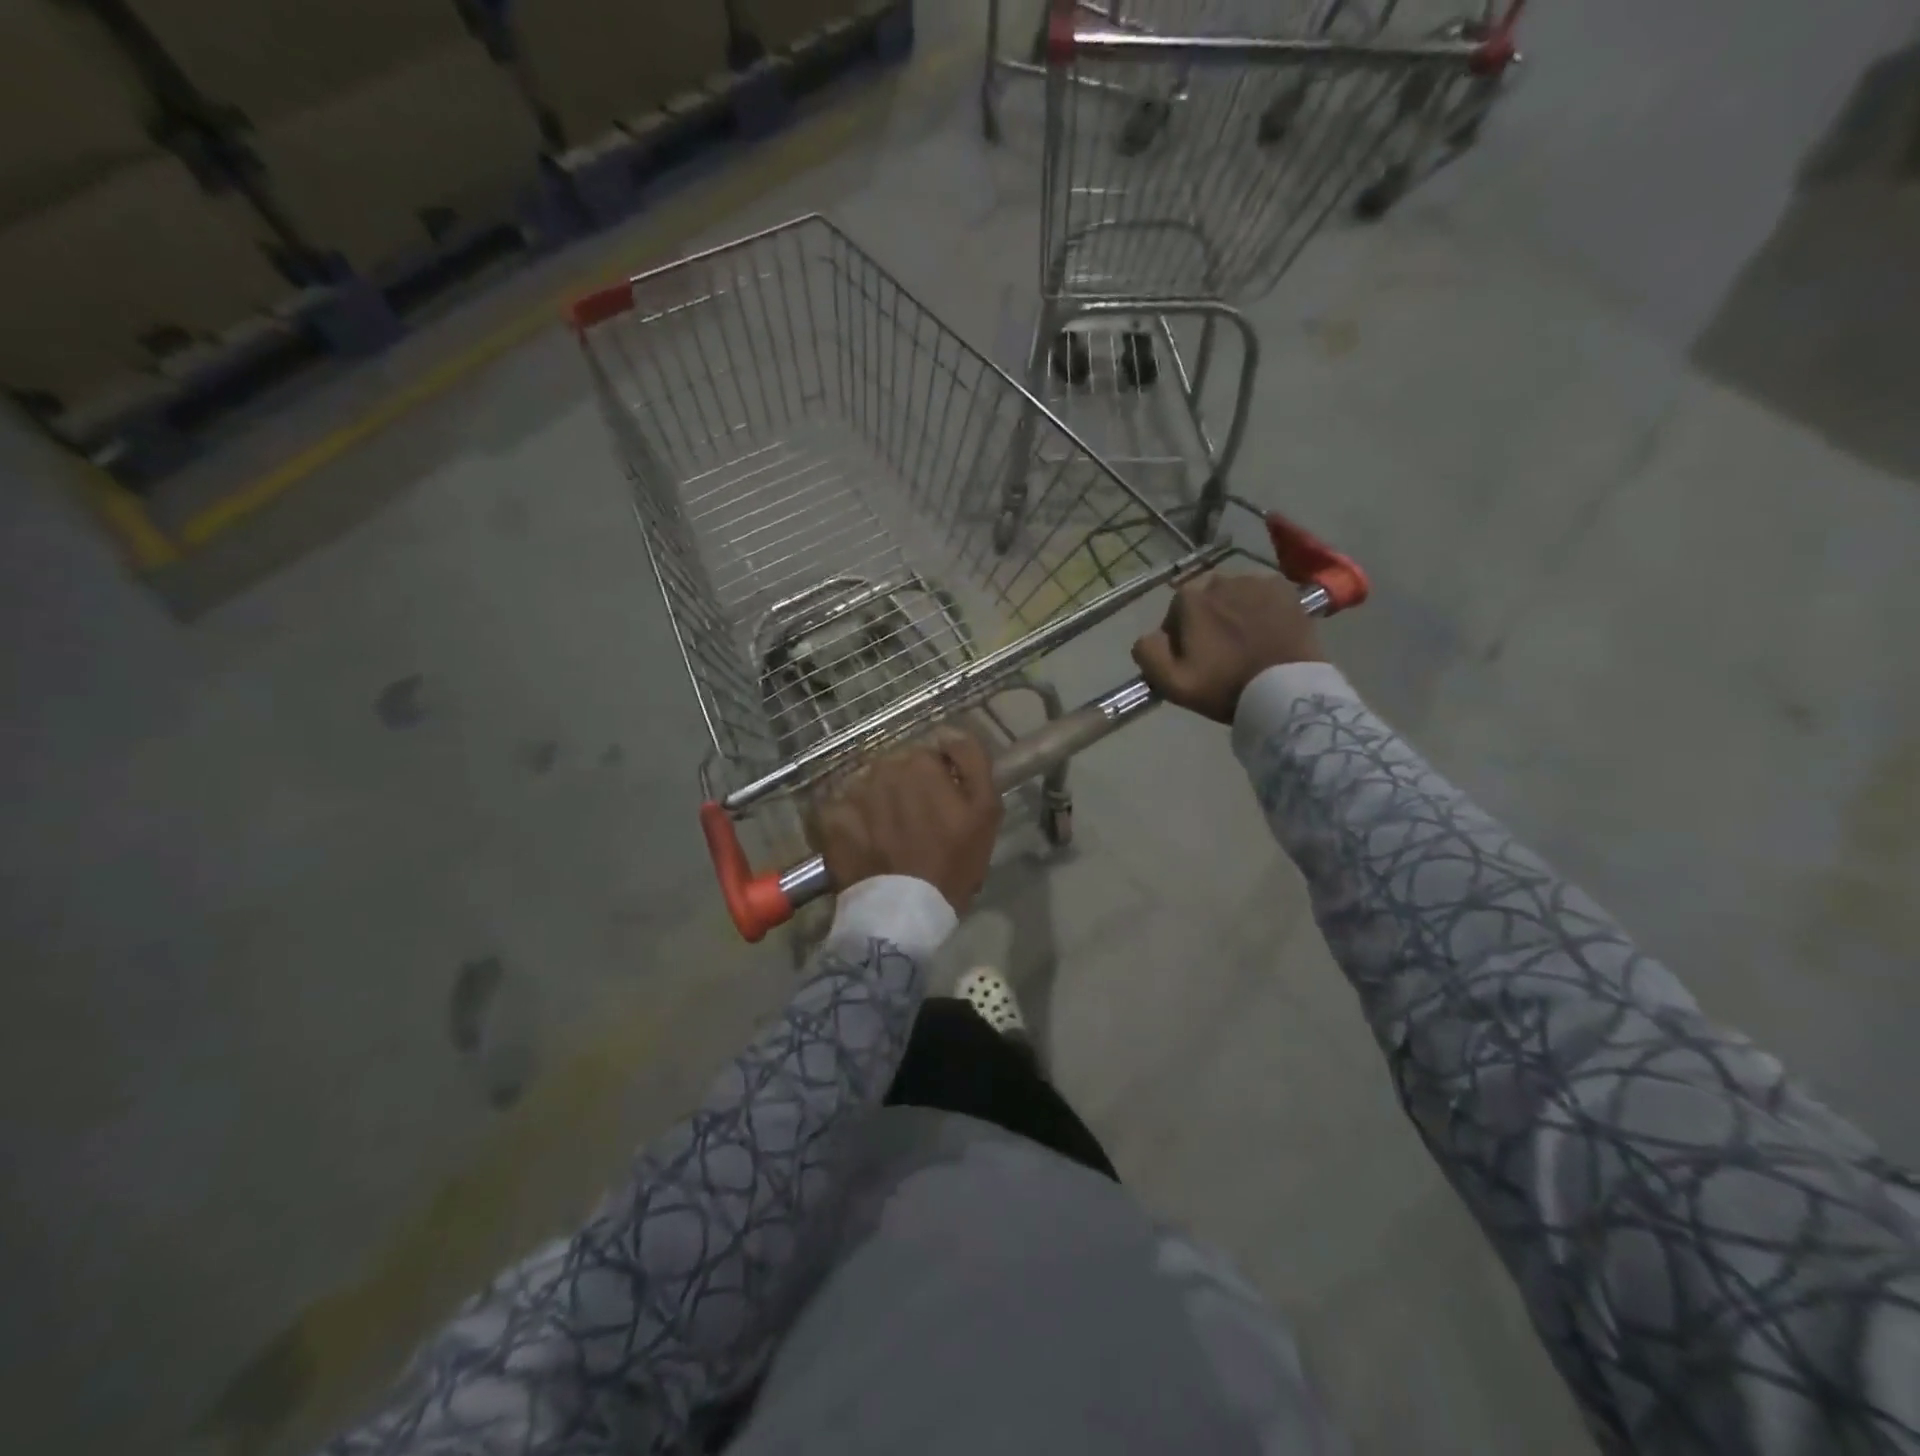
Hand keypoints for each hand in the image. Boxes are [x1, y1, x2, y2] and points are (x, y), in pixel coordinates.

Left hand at [808, 732, 1001, 912]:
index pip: (930, 755)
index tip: (943, 805)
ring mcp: (851, 793)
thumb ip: (973, 761)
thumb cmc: (953, 862)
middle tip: (917, 824)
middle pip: (896, 769)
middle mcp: (880, 768)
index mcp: (919, 762)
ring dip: (879, 803)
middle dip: (906, 788)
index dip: (939, 778)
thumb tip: (952, 733)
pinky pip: (842, 809)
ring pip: (869, 787)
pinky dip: (851, 822)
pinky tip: (864, 844)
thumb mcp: (986, 810)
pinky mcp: (829, 819)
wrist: (905, 911)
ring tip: (889, 837)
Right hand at [1131, 572, 1323, 723]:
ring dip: (1234, 613)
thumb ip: (1147, 652)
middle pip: (1205, 600)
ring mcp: (1256, 581)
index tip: (1194, 661)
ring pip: (1234, 595)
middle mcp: (1220, 579)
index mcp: (1188, 598)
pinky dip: (1261, 609)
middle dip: (1207, 621)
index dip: (1180, 638)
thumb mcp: (1171, 682)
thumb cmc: (1225, 686)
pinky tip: (1267, 632)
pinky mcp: (1285, 588)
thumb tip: (1150, 635)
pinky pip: (1262, 594)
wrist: (1285, 691)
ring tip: (1246, 643)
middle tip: (1221, 652)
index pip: (1174, 614)